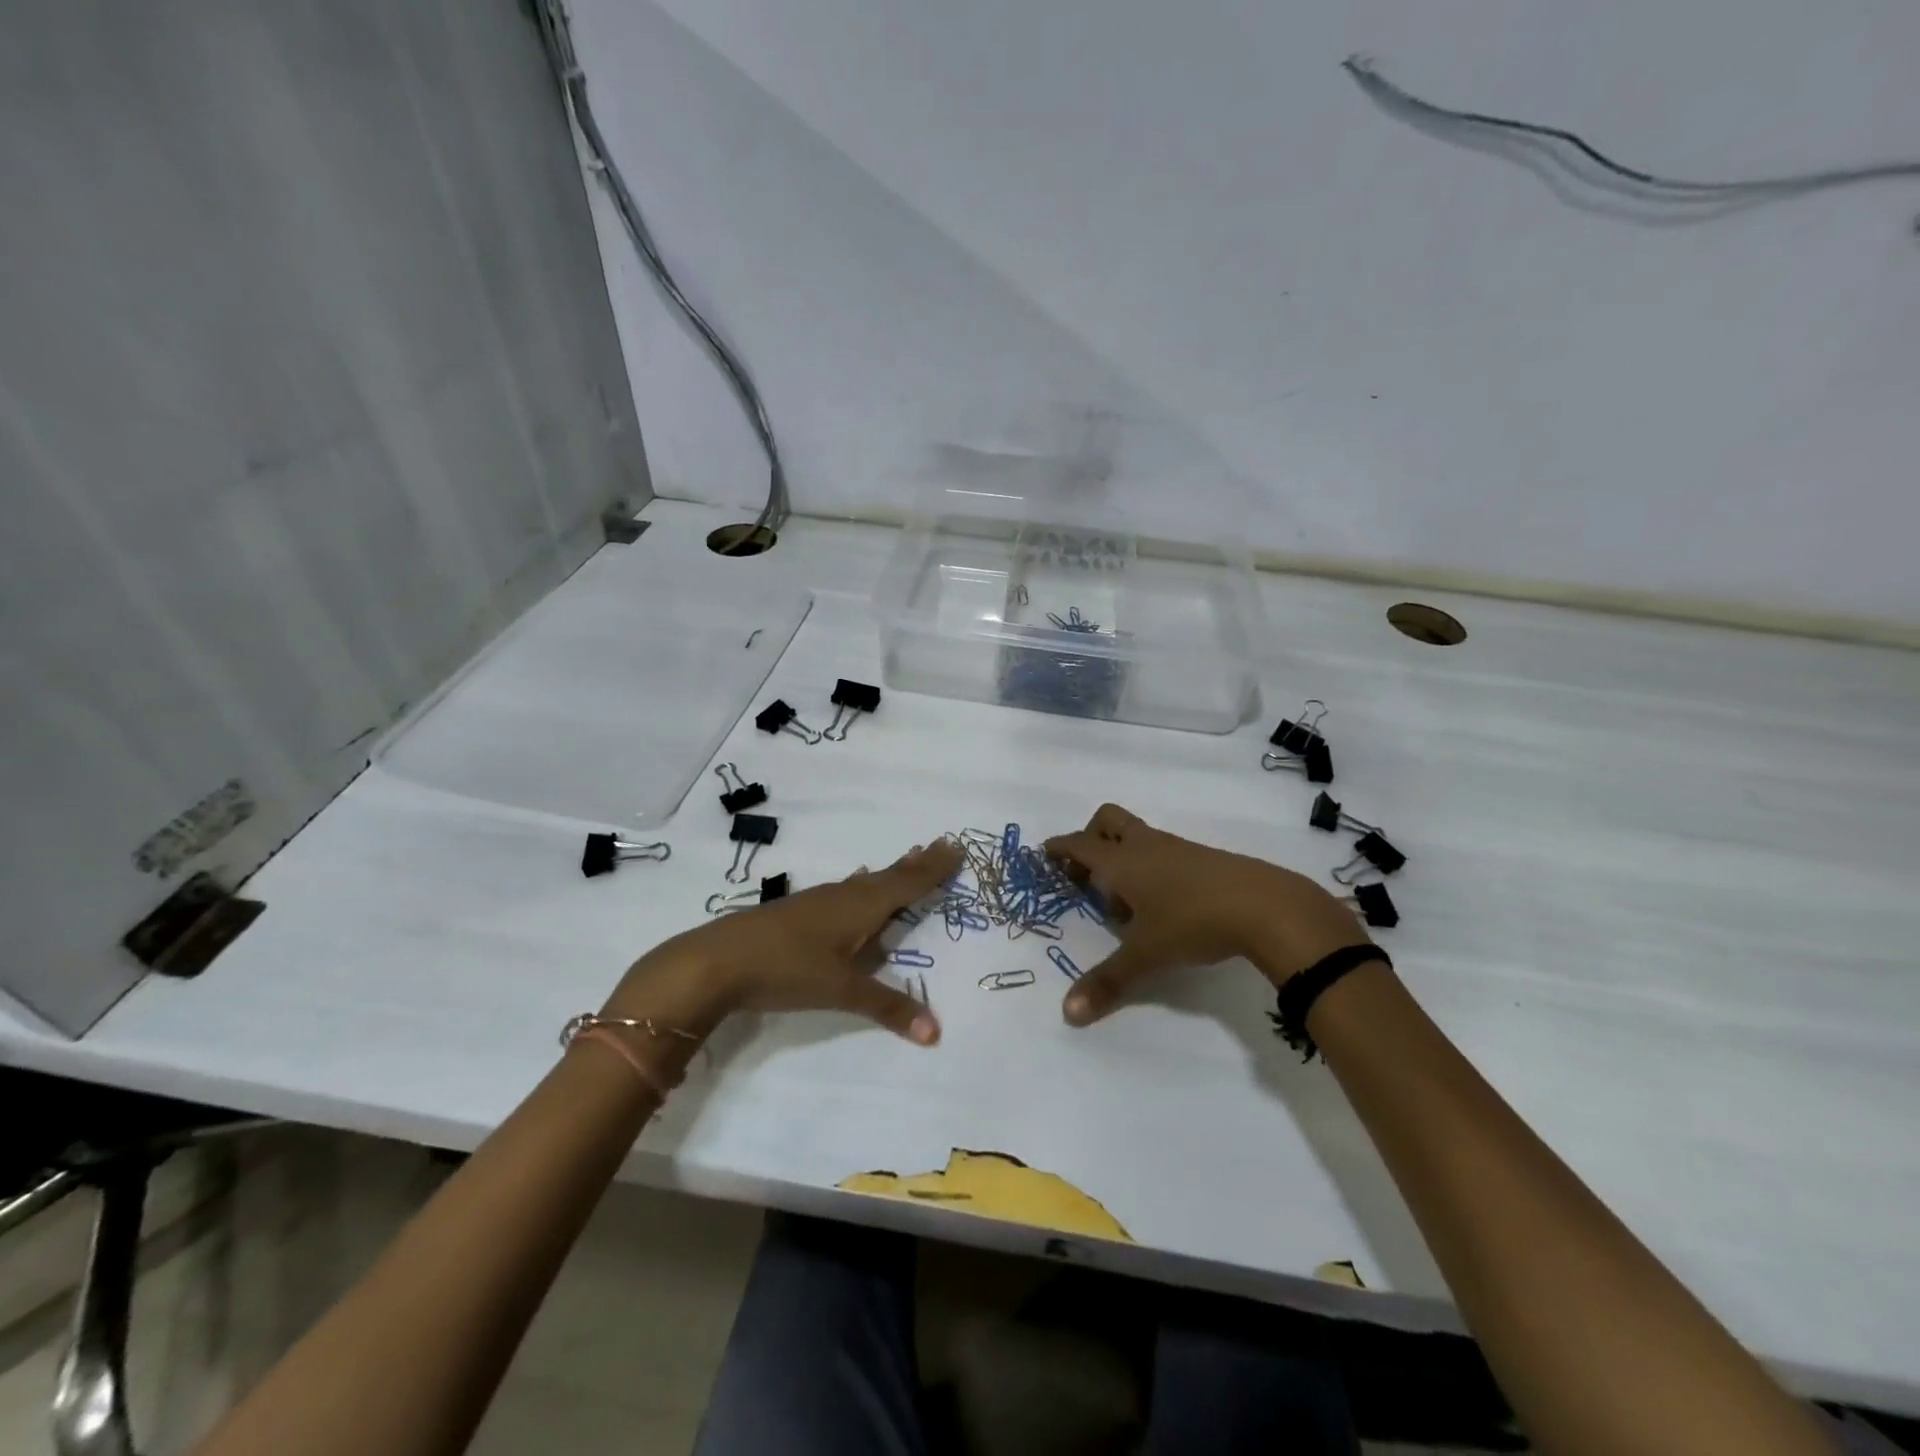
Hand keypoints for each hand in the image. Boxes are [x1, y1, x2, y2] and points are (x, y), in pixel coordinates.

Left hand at [603, 840, 961, 1044]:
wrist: (717, 960)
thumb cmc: (787, 968)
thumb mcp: (841, 990)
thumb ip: (888, 1007)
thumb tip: (936, 1031)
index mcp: (861, 906)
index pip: (907, 884)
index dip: (933, 869)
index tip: (956, 847)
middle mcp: (843, 896)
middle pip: (888, 876)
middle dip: (916, 865)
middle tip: (940, 846)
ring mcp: (817, 901)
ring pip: (864, 882)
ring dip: (889, 873)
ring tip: (907, 861)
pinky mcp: (797, 912)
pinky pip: (844, 891)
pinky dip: (861, 886)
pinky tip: (852, 888)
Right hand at [1044, 803, 1370, 1024]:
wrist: (1264, 905)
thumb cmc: (1192, 922)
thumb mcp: (1145, 955)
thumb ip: (1108, 982)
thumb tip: (1069, 1013)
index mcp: (1121, 861)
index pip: (1079, 844)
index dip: (1059, 848)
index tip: (1044, 853)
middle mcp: (1145, 845)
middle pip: (1107, 820)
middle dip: (1090, 838)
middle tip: (1085, 873)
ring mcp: (1176, 848)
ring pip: (1137, 836)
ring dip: (1122, 857)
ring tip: (1124, 903)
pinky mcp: (1202, 858)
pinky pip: (1161, 851)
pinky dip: (1149, 868)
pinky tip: (1160, 905)